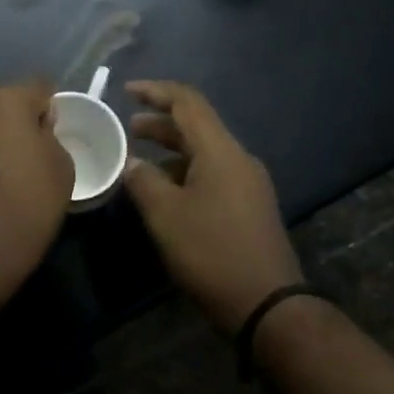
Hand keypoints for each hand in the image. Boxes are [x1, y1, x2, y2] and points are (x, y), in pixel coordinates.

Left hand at [0, 80, 74, 308]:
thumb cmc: (28, 207)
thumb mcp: (62, 168)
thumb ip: (50, 135)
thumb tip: (35, 128)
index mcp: (5, 100)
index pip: (39, 87)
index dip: (50, 109)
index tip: (53, 135)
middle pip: (1, 104)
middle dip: (14, 122)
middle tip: (25, 156)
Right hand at [122, 80, 303, 333]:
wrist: (267, 303)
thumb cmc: (211, 252)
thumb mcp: (165, 215)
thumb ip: (143, 181)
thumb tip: (132, 162)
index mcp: (220, 151)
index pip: (188, 102)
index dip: (156, 91)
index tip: (127, 90)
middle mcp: (239, 159)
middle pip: (197, 126)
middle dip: (160, 124)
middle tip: (128, 128)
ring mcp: (249, 183)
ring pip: (205, 153)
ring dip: (172, 151)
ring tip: (141, 163)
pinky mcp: (251, 206)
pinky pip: (214, 174)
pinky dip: (186, 172)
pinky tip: (167, 193)